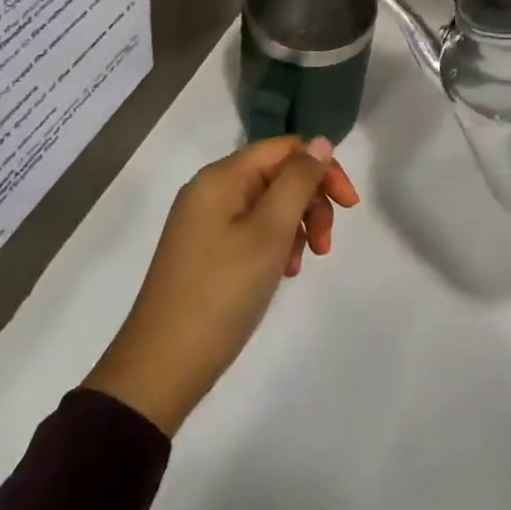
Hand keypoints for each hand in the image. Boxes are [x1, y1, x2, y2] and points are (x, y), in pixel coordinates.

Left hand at [82, 136, 359, 435]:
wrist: (160, 368)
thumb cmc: (222, 293)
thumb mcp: (269, 233)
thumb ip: (298, 181)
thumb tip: (320, 142)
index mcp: (222, 176)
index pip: (285, 148)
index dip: (323, 168)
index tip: (350, 206)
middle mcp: (211, 189)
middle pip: (277, 174)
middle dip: (310, 202)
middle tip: (324, 245)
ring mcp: (204, 220)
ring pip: (268, 204)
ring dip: (296, 226)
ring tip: (300, 265)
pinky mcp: (204, 249)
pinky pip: (251, 229)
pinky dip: (274, 244)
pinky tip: (281, 273)